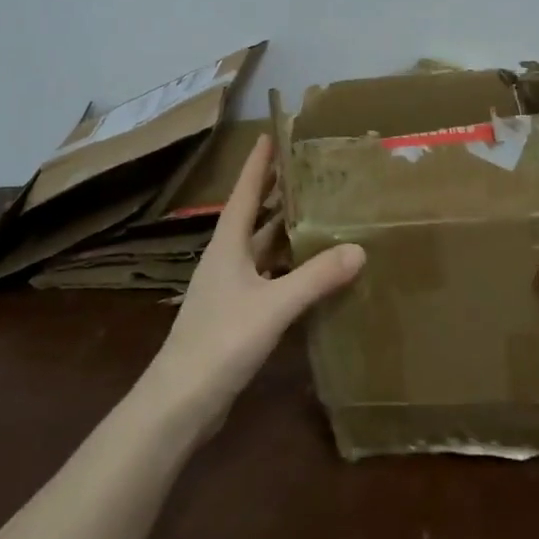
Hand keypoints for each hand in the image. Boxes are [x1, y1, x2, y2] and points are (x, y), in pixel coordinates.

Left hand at [143, 136, 363, 428]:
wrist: (180, 403)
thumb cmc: (221, 341)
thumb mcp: (273, 305)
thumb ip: (316, 277)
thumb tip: (359, 248)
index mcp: (227, 247)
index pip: (244, 194)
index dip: (257, 165)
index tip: (270, 135)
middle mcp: (226, 261)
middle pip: (254, 219)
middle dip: (277, 194)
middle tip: (307, 172)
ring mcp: (229, 291)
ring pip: (262, 251)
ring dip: (285, 233)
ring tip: (319, 215)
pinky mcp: (236, 317)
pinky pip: (268, 280)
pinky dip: (288, 270)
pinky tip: (311, 274)